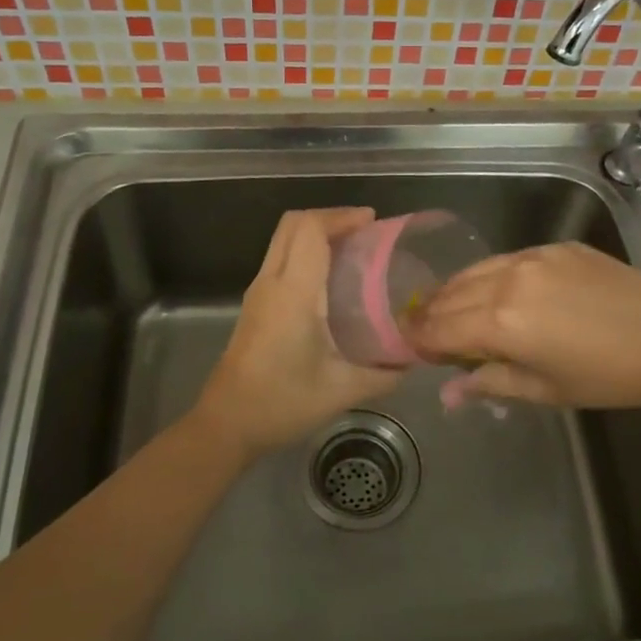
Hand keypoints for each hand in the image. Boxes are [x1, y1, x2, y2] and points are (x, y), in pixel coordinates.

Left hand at [192, 208, 401, 459]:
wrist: (227, 423)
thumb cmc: (282, 403)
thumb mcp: (342, 391)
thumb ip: (383, 374)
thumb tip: (413, 359)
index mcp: (294, 293)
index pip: (310, 230)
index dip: (341, 216)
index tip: (373, 222)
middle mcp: (271, 283)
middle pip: (293, 224)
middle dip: (330, 218)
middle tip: (365, 232)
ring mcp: (258, 292)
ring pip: (283, 240)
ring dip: (315, 234)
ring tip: (353, 251)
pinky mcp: (254, 305)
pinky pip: (280, 259)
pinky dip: (305, 252)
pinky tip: (330, 280)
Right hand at [408, 242, 640, 407]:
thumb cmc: (606, 376)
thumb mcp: (544, 390)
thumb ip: (489, 383)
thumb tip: (449, 392)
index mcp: (499, 322)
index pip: (438, 328)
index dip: (418, 339)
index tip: (412, 349)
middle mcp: (506, 281)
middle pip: (449, 294)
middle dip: (430, 314)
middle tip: (425, 330)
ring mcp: (532, 257)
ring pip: (475, 270)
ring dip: (455, 291)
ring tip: (451, 308)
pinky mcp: (555, 247)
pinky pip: (507, 258)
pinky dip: (490, 276)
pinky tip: (496, 290)